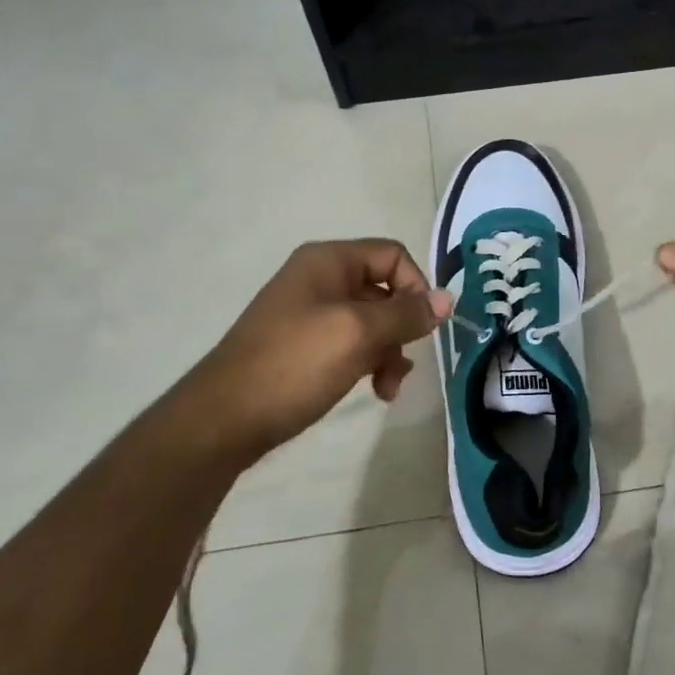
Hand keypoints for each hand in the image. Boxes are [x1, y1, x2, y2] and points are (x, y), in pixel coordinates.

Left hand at [184, 240, 450, 458]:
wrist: (225, 418)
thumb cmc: (295, 364)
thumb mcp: (358, 334)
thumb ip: (407, 314)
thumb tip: (448, 298)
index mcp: (329, 261)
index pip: (393, 256)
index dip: (417, 287)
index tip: (425, 326)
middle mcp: (320, 279)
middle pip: (385, 290)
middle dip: (403, 328)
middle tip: (403, 363)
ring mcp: (310, 313)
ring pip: (372, 322)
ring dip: (389, 352)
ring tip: (387, 388)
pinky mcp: (304, 346)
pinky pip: (352, 344)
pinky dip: (369, 363)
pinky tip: (373, 391)